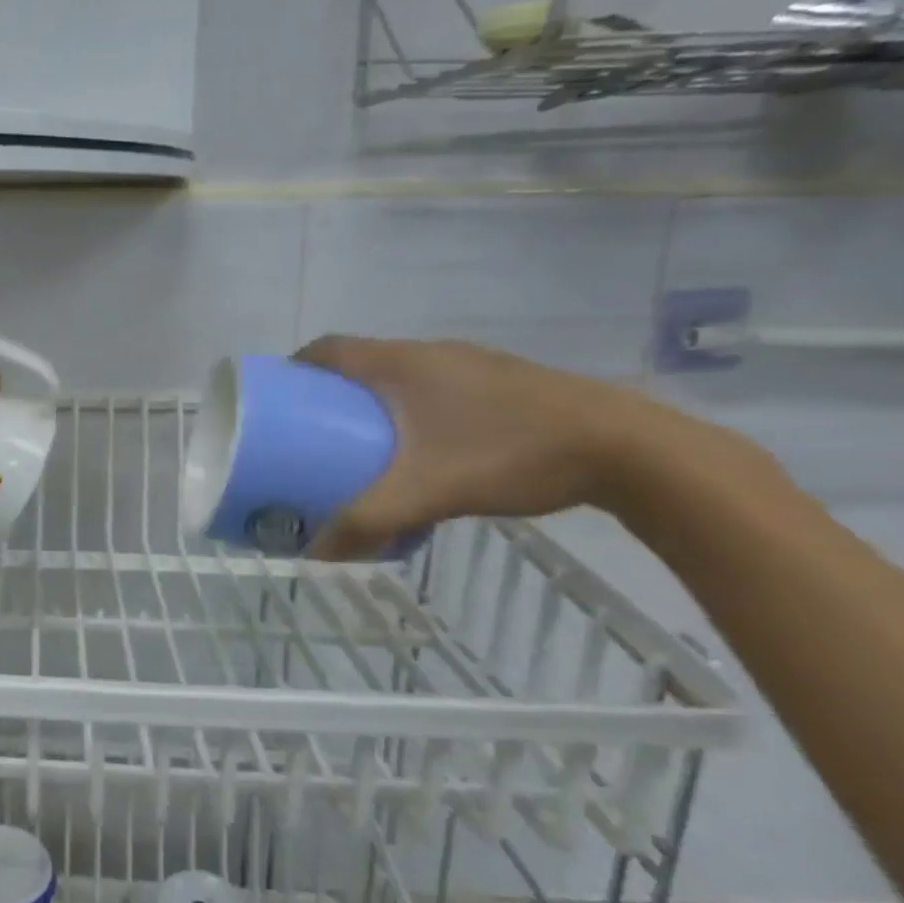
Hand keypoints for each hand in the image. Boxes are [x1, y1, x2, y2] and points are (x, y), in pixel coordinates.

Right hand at [294, 336, 658, 559]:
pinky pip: (436, 387)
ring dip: (374, 401)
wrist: (627, 448)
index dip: (293, 369)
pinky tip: (427, 450)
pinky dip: (413, 409)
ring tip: (362, 443)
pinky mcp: (504, 382)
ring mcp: (471, 364)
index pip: (327, 349)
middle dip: (330, 392)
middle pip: (361, 361)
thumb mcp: (425, 493)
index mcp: (399, 363)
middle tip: (311, 431)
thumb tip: (314, 553)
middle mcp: (430, 353)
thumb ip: (366, 522)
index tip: (276, 399)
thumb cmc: (507, 454)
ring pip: (401, 375)